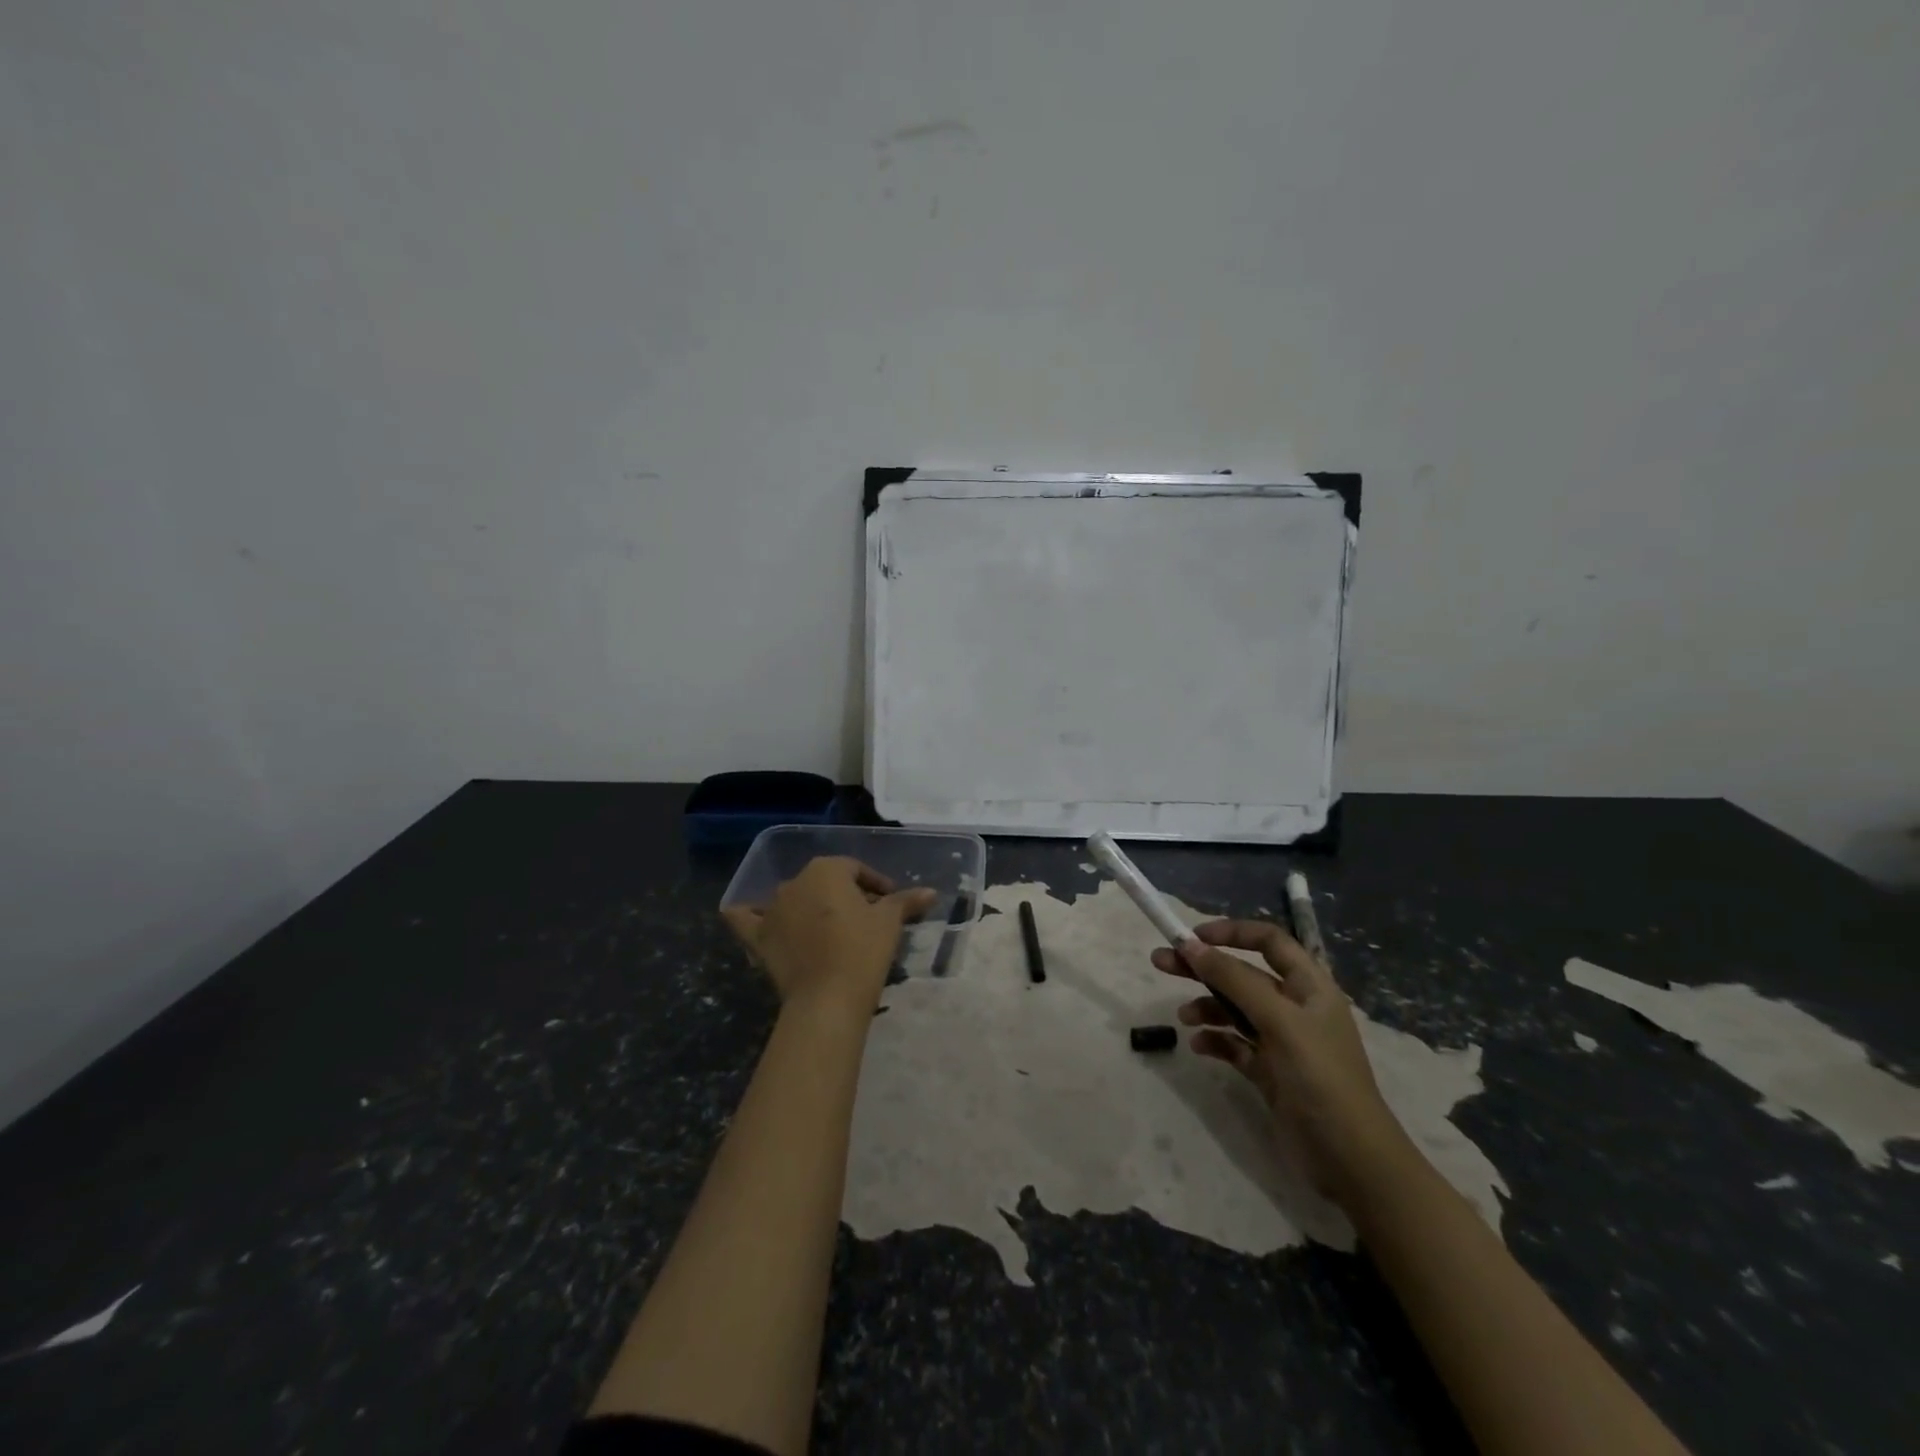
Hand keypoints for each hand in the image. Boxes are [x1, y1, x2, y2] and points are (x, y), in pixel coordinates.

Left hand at [722, 857, 936, 1017]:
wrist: (828, 998)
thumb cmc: (863, 950)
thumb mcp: (890, 923)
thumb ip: (906, 902)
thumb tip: (930, 892)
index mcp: (827, 870)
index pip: (855, 869)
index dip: (875, 884)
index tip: (891, 903)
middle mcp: (795, 882)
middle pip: (825, 882)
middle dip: (845, 896)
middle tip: (867, 919)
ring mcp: (772, 909)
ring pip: (792, 898)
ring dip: (809, 907)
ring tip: (830, 930)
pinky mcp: (757, 938)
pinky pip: (746, 919)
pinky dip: (750, 915)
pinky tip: (756, 917)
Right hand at [1151, 920, 1409, 1205]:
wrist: (1351, 1161)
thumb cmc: (1320, 1078)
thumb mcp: (1278, 1021)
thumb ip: (1233, 980)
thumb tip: (1189, 945)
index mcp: (1309, 986)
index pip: (1269, 941)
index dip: (1232, 932)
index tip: (1192, 936)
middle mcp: (1295, 1008)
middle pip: (1242, 973)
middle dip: (1204, 967)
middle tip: (1161, 962)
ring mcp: (1282, 1042)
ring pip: (1234, 1009)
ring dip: (1206, 1006)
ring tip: (1183, 1017)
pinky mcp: (1270, 1072)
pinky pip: (1234, 1045)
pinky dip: (1215, 1040)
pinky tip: (1199, 1046)